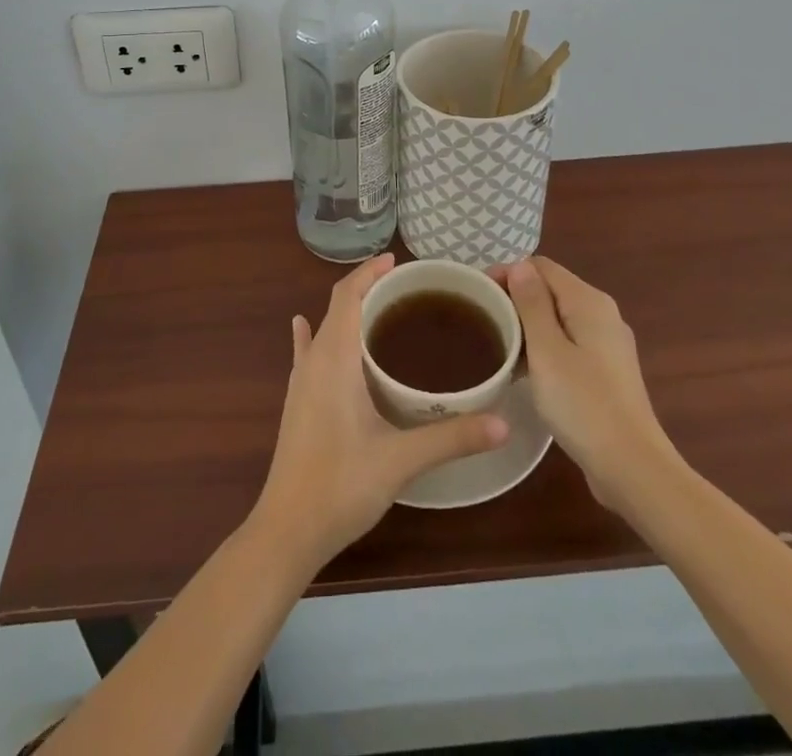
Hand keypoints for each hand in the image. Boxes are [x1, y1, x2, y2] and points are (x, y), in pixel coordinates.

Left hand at [252, 253, 508, 569]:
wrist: (287, 530)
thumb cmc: (341, 485)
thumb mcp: (401, 460)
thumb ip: (451, 438)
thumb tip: (503, 422)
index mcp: (334, 359)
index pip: (347, 296)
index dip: (369, 273)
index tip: (397, 261)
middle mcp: (313, 360)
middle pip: (337, 307)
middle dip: (366, 289)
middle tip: (406, 289)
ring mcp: (300, 382)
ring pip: (323, 329)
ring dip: (348, 312)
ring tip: (380, 309)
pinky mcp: (296, 402)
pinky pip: (306, 353)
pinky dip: (314, 334)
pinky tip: (305, 327)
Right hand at [493, 256, 680, 510]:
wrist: (632, 469)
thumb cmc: (583, 405)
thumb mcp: (547, 351)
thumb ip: (532, 303)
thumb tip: (520, 265)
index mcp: (589, 302)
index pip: (541, 267)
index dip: (508, 273)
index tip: (478, 295)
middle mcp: (603, 315)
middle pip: (550, 290)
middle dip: (515, 299)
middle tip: (483, 321)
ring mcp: (608, 345)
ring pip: (558, 318)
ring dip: (527, 326)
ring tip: (496, 345)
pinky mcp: (607, 372)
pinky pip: (568, 344)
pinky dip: (544, 348)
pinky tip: (524, 371)